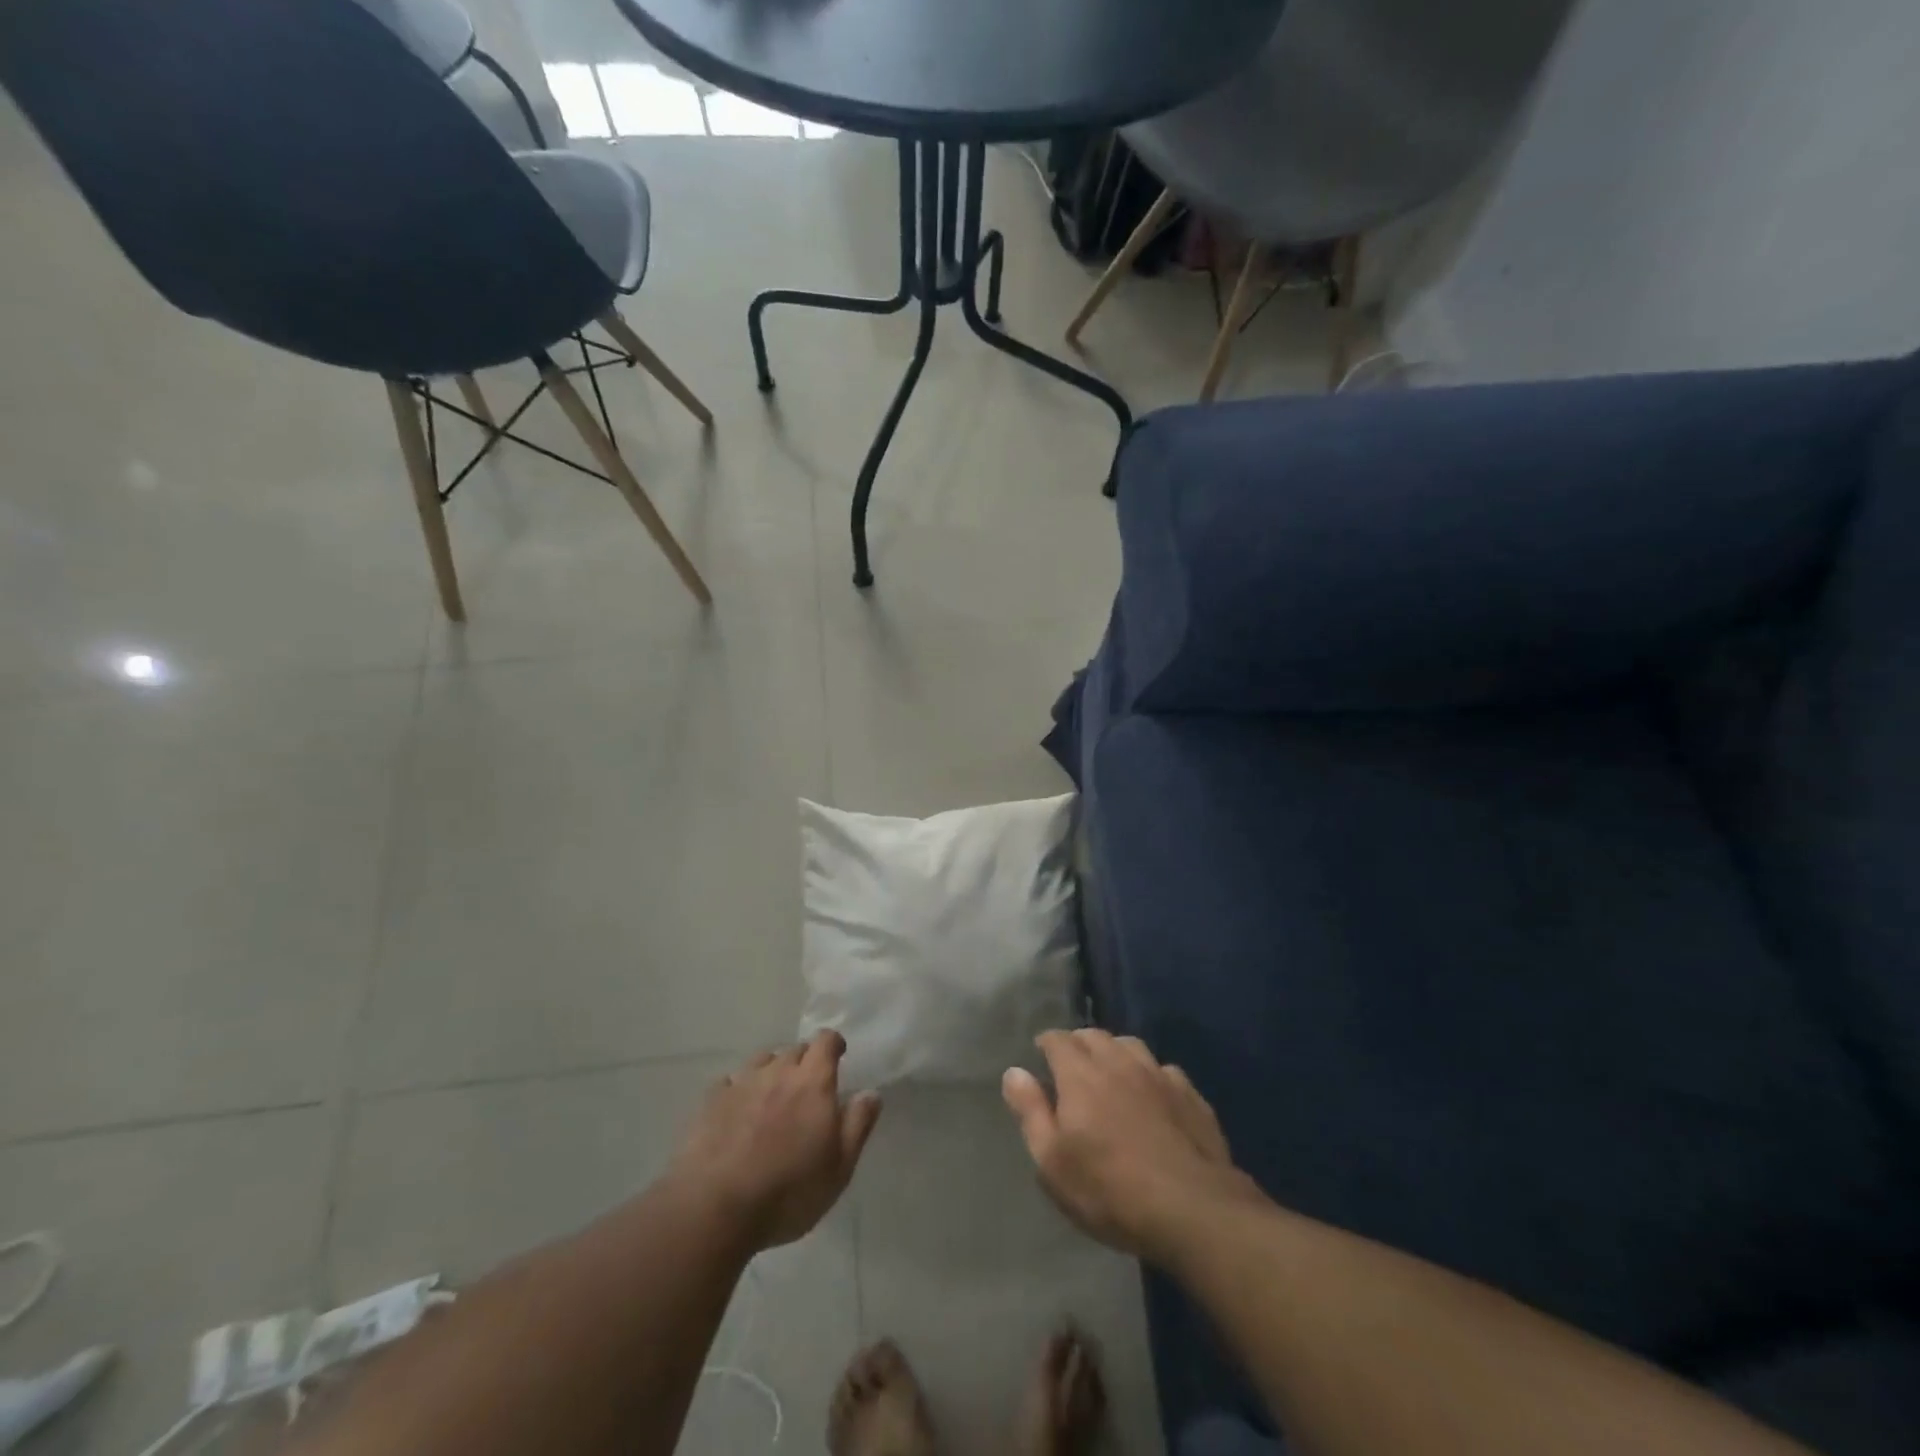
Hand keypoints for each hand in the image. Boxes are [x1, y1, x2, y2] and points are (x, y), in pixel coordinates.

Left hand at [671, 1031, 881, 1251]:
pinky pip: (731, 1081)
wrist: (714, 1209)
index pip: (826, 1041)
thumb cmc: (788, 1192)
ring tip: (773, 1097)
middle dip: (805, 1061)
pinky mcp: (711, 1101)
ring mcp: (741, 1083)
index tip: (838, 1056)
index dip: (833, 1044)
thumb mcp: (839, 1168)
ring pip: (762, 1061)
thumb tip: (872, 1093)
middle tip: (808, 1089)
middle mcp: (778, 1072)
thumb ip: (858, 1125)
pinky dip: (740, 1089)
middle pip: (795, 1050)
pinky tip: (738, 1111)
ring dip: (772, 1071)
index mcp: (813, 1082)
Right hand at [1003, 1030, 1258, 1262]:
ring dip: (1115, 1052)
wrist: (1192, 1209)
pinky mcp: (1190, 1095)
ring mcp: (1159, 1075)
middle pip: (1094, 1035)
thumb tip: (1014, 1072)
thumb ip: (1031, 1112)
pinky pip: (1164, 1071)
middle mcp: (1119, 1062)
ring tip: (1110, 1072)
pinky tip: (1153, 1096)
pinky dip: (1151, 1075)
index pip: (1058, 1039)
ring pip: (1131, 1045)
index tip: (1040, 1055)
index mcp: (1081, 1074)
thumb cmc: (1110, 1190)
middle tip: (1072, 1065)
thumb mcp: (1053, 1162)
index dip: (1047, 1043)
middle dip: (1079, 1043)